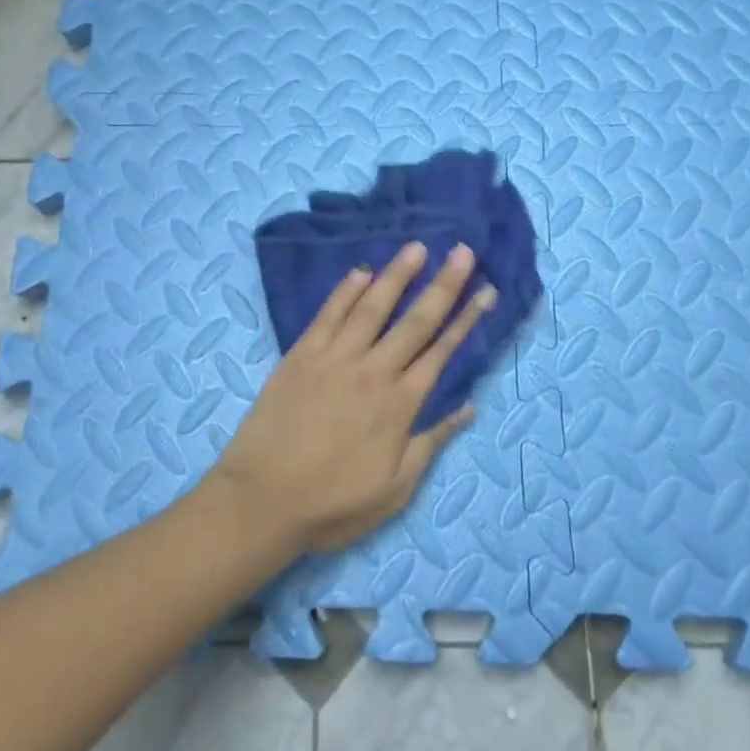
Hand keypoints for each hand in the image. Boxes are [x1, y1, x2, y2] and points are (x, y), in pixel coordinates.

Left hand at [210, 241, 494, 554]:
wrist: (262, 500)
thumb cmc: (333, 503)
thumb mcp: (395, 489)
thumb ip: (431, 443)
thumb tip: (468, 408)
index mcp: (400, 404)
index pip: (442, 351)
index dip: (467, 319)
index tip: (486, 290)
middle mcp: (373, 372)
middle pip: (415, 321)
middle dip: (443, 285)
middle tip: (462, 251)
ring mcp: (334, 358)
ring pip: (372, 307)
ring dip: (397, 275)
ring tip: (416, 247)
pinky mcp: (301, 355)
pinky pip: (327, 314)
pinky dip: (345, 290)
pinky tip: (361, 271)